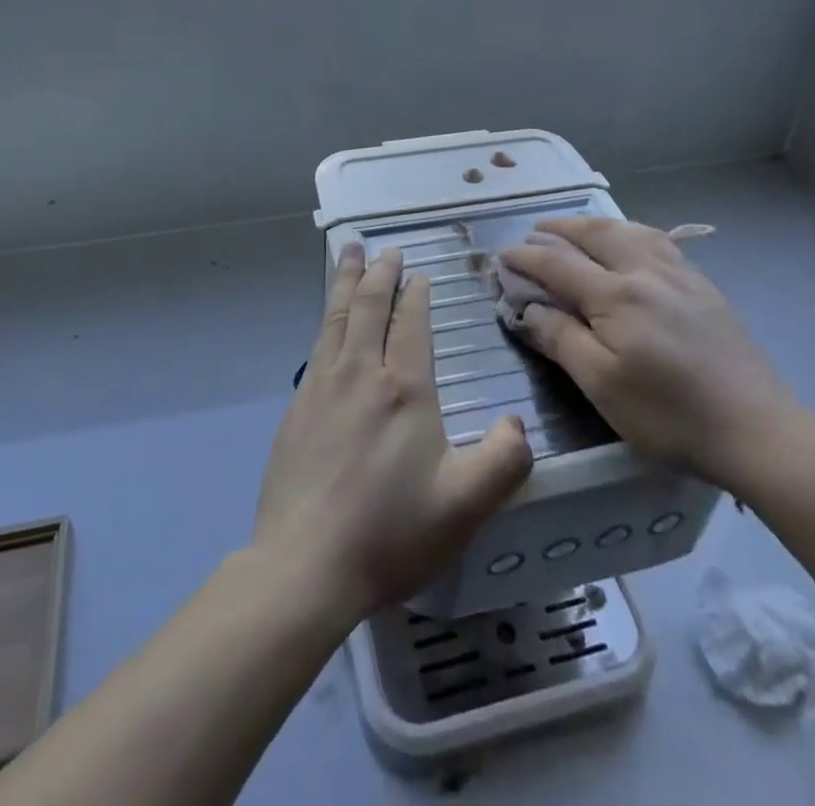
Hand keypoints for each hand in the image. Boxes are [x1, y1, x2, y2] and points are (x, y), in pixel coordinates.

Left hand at [253, 247, 533, 623]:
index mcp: (404, 389)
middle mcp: (360, 373)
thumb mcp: (466, 506)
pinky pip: (317, 344)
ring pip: (336, 317)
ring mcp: (321, 387)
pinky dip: (327, 317)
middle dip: (378, 273)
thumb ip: (504, 460)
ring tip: (348, 253)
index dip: (416, 296)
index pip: (411, 324)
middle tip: (385, 249)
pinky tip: (328, 322)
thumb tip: (517, 422)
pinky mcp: (296, 408)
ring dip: (345, 280)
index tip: (419, 276)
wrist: (304, 565)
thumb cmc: (390, 533)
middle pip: (368, 306)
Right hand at [500, 218, 805, 494]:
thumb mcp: (602, 385)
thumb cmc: (670, 415)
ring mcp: (681, 276)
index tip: (502, 256)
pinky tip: (634, 242)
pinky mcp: (705, 288)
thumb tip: (527, 307)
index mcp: (617, 295)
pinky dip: (632, 232)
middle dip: (559, 229)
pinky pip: (660, 242)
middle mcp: (646, 272)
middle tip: (534, 230)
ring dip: (596, 225)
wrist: (758, 430)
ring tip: (578, 228)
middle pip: (596, 235)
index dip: (526, 258)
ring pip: (630, 231)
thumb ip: (561, 339)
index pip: (559, 264)